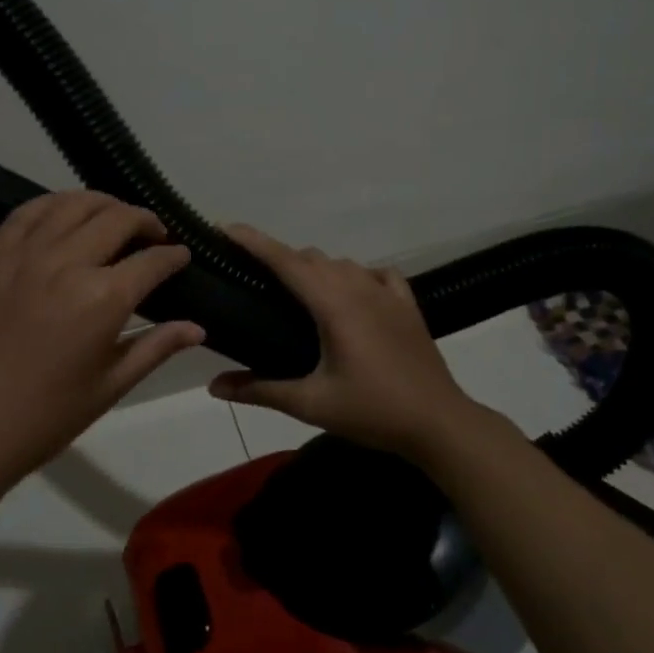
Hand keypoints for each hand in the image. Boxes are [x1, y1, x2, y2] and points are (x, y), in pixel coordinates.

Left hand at [0, 191, 204, 496]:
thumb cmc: (46, 415)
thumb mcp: (111, 386)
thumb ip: (156, 347)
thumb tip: (198, 328)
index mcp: (102, 299)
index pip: (152, 261)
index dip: (174, 256)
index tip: (182, 256)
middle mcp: (66, 263)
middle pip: (117, 219)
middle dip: (146, 222)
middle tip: (155, 235)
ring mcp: (24, 253)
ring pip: (74, 204)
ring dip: (104, 204)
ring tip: (115, 217)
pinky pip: (28, 212)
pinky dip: (55, 204)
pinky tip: (66, 213)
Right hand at [207, 224, 505, 461]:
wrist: (439, 423)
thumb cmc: (372, 411)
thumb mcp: (311, 404)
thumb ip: (260, 390)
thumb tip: (214, 386)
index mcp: (334, 305)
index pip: (286, 261)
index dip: (254, 241)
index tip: (225, 228)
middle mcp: (359, 288)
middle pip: (311, 258)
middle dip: (279, 258)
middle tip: (253, 278)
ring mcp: (387, 293)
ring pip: (342, 263)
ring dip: (315, 268)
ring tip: (296, 293)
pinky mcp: (407, 305)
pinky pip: (376, 274)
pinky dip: (355, 275)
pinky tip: (352, 293)